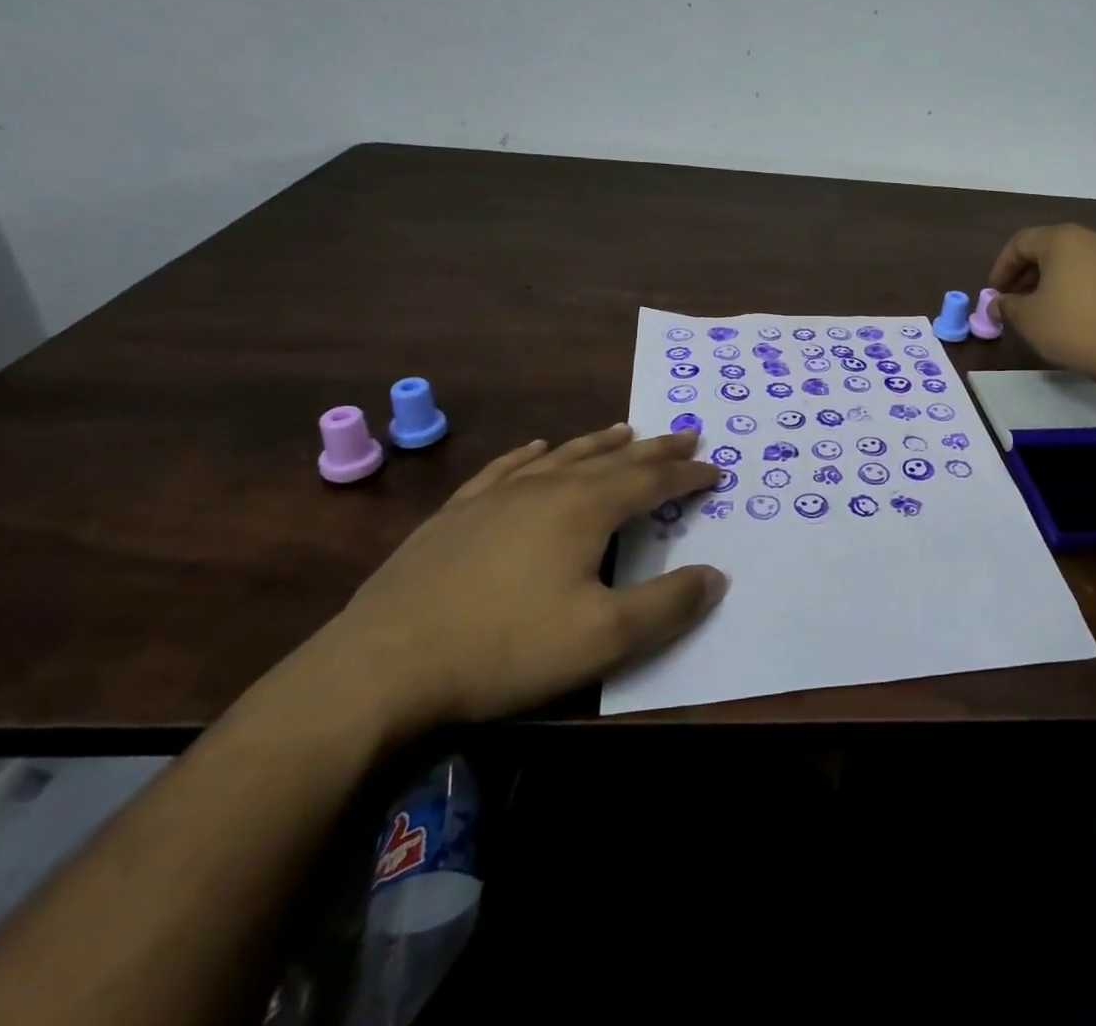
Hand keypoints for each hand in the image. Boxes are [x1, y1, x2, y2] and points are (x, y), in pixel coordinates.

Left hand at [314, 425, 725, 736]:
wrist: (379, 667)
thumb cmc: (504, 648)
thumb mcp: (603, 638)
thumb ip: (668, 605)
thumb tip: (716, 576)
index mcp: (585, 508)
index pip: (651, 481)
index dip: (687, 475)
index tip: (715, 470)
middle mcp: (546, 487)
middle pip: (613, 458)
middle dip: (655, 448)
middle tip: (685, 435)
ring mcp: (496, 496)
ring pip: (562, 456)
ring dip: (600, 443)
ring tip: (625, 429)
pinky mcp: (455, 514)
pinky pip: (506, 469)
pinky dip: (531, 454)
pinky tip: (536, 447)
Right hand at [989, 224, 1095, 389]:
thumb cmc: (1075, 327)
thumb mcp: (1029, 320)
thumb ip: (1007, 306)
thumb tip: (997, 304)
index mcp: (1063, 239)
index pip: (1021, 242)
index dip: (1002, 267)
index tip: (995, 293)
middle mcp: (1093, 238)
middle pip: (1050, 248)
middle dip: (1027, 274)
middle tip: (1016, 302)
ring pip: (1075, 262)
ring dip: (1054, 282)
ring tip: (1045, 311)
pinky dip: (1079, 289)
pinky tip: (1077, 317)